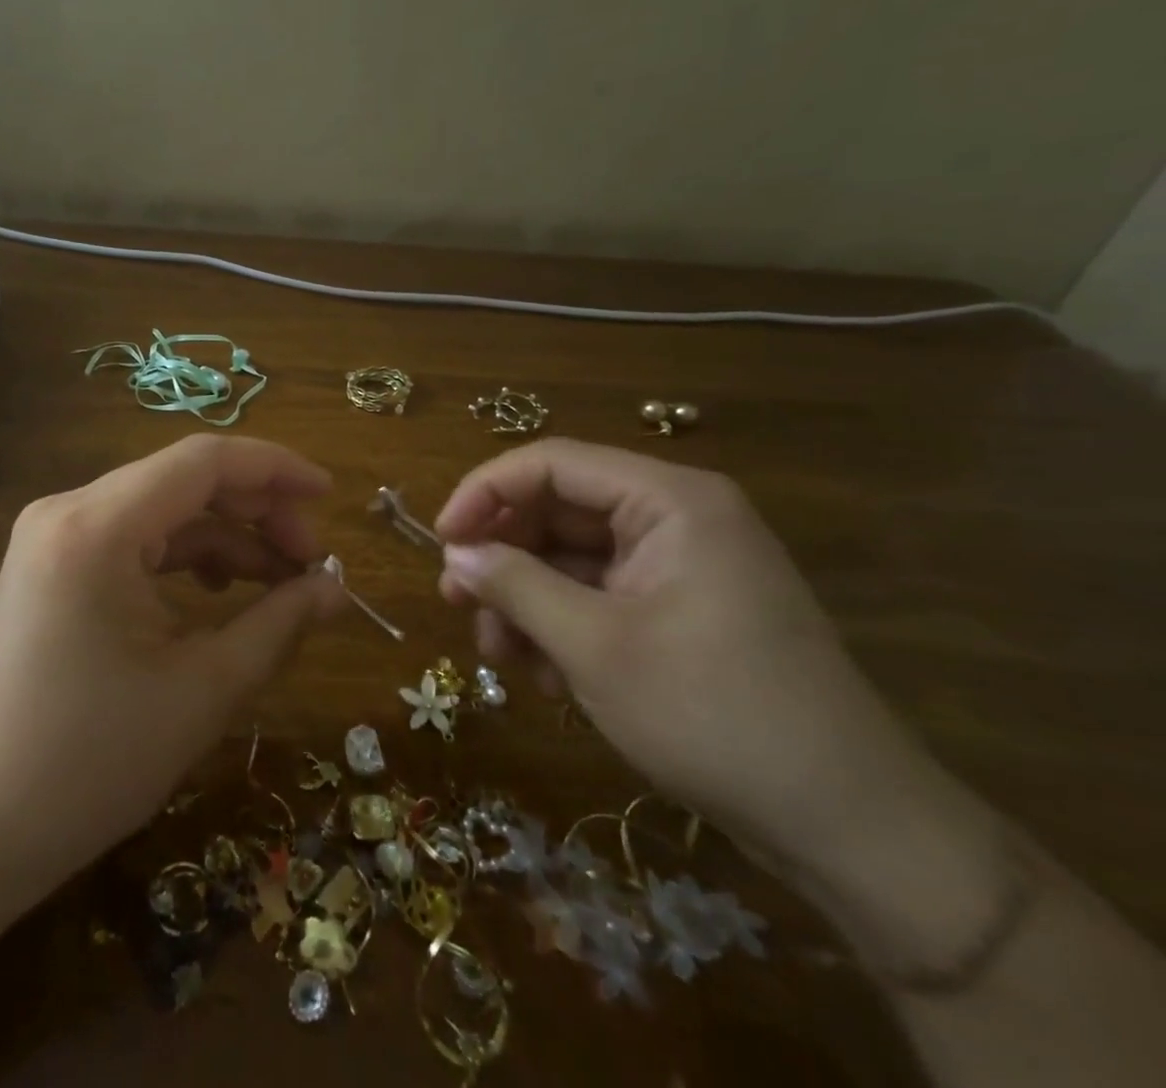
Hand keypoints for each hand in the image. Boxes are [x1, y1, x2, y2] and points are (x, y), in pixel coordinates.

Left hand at [0, 435, 347, 884]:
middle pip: (182, 480)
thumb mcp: (202, 691)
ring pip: (161, 509)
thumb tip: (336, 588)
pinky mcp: (53, 563)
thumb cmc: (89, 763)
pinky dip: (184, 556)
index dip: (274, 468)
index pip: (202, 461)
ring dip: (224, 537)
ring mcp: (54, 535)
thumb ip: (278, 624)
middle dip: (256, 511)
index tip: (330, 494)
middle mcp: (68, 510)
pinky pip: (133, 538)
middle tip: (312, 559)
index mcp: (97, 527)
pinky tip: (218, 592)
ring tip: (280, 581)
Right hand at [433, 438, 948, 876]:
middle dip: (503, 556)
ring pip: (571, 558)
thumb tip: (454, 554)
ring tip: (499, 654)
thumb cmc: (714, 715)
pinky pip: (599, 595)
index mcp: (669, 501)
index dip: (485, 493)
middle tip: (456, 602)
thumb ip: (515, 586)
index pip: (551, 463)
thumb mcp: (594, 647)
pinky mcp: (680, 610)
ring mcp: (680, 566)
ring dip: (525, 599)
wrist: (850, 829)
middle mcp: (675, 518)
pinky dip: (560, 625)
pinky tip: (543, 675)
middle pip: (558, 510)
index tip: (441, 541)